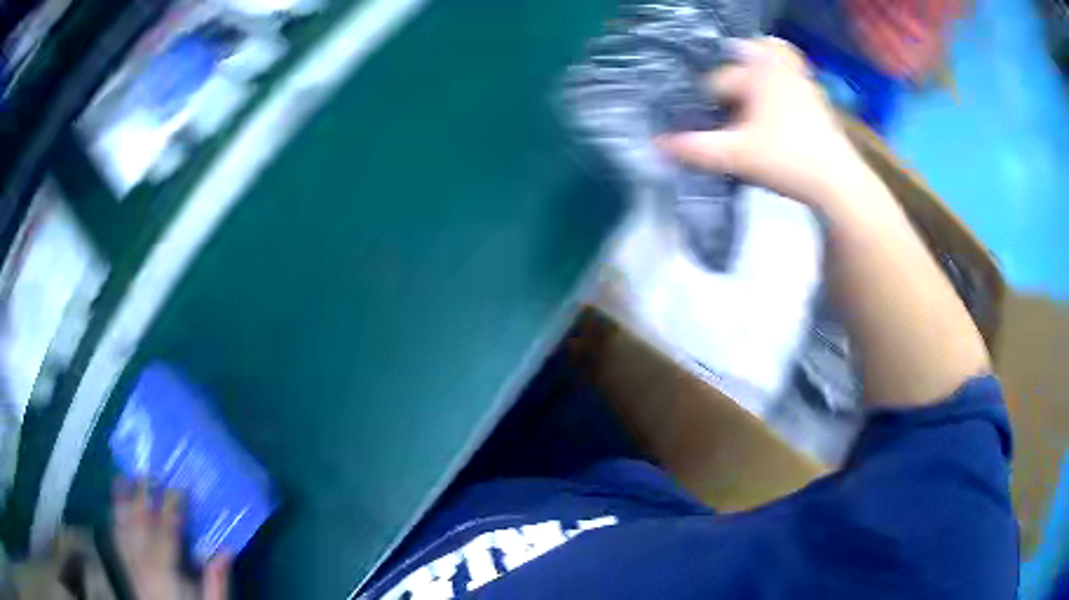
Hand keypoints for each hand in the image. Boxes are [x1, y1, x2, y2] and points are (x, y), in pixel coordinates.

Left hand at [113, 479, 230, 599]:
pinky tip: (115, 504)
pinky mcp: (127, 568)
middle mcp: (142, 563)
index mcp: (164, 572)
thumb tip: (225, 549)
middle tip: (152, 472)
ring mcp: (131, 565)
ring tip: (126, 477)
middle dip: (144, 495)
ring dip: (124, 500)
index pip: (165, 531)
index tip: (180, 486)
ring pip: (124, 526)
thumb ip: (215, 580)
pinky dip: (115, 517)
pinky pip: (117, 537)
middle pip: (139, 523)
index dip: (172, 506)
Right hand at [657, 37, 870, 210]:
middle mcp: (779, 68)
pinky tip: (769, 115)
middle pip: (742, 62)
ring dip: (752, 79)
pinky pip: (788, 81)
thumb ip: (695, 148)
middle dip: (727, 77)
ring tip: (741, 105)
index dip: (701, 102)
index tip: (694, 122)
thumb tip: (656, 145)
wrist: (839, 183)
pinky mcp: (816, 101)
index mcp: (758, 71)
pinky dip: (774, 88)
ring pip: (768, 68)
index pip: (716, 80)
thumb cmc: (787, 160)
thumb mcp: (736, 155)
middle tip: (715, 103)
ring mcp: (802, 82)